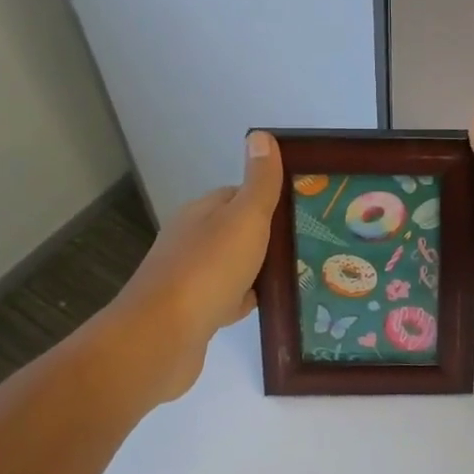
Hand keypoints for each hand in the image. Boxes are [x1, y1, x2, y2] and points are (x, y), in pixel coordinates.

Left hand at [114, 130, 283, 394]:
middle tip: (312, 245)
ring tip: (303, 275)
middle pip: (239, 232)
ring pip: (235, 267)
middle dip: (270, 238)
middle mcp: (191, 240)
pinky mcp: (193, 313)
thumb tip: (260, 135)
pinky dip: (248, 301)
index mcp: (202, 212)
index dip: (271, 201)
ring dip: (261, 271)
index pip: (241, 195)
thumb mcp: (244, 218)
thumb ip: (259, 182)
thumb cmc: (207, 270)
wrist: (161, 339)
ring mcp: (190, 279)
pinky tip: (271, 307)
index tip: (306, 210)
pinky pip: (228, 299)